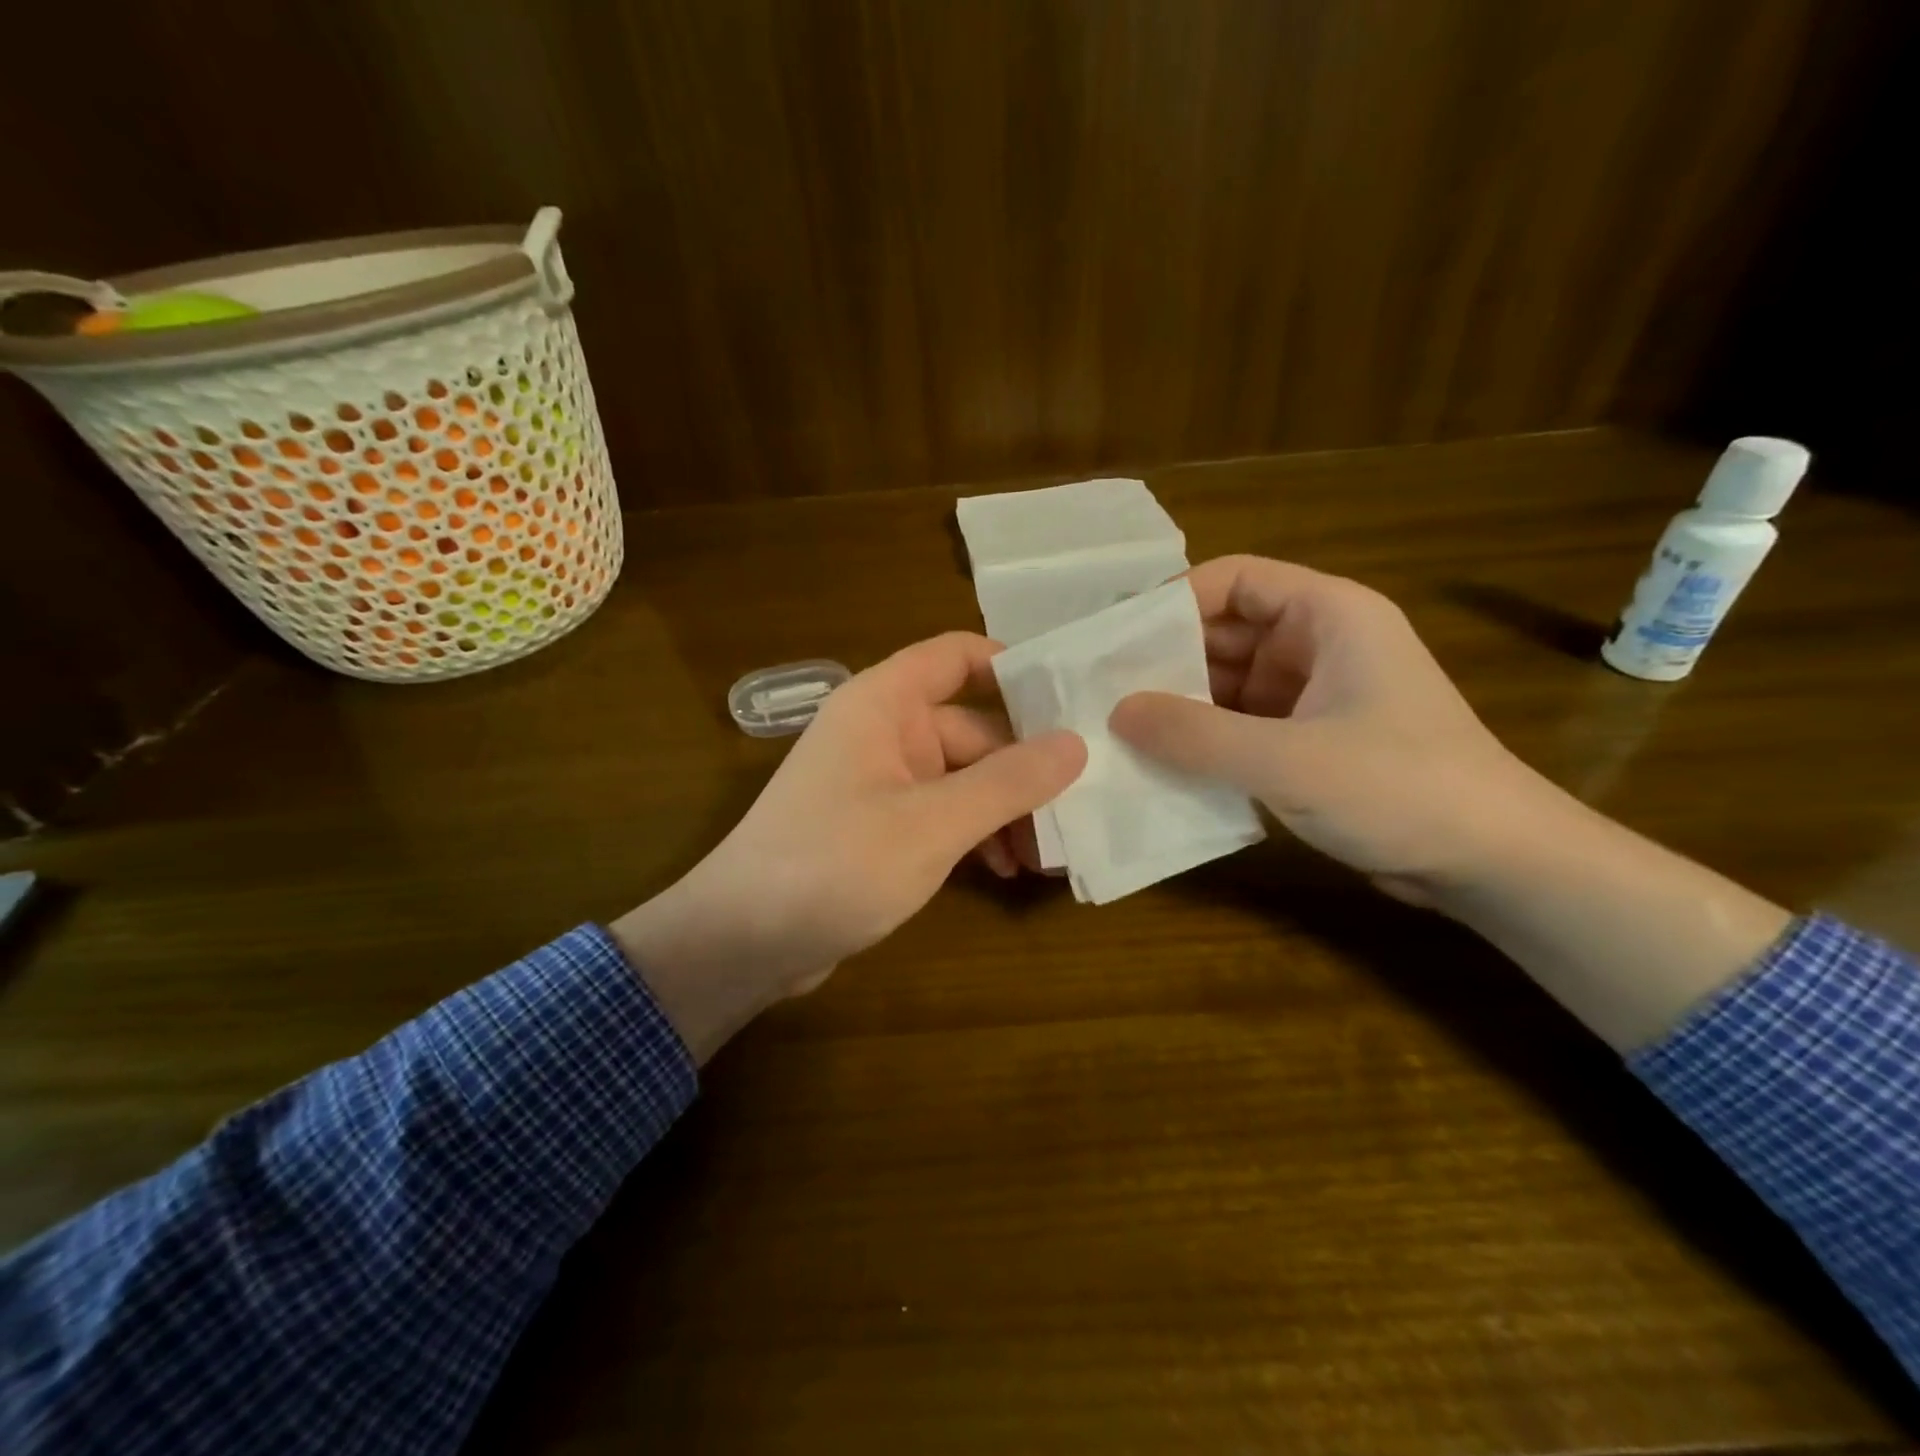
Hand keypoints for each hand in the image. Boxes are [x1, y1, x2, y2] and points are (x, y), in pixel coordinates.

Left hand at [612, 632, 1084, 1059]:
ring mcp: (879, 782)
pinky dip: (975, 835)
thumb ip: (1007, 782)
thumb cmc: (833, 865)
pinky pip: (941, 814)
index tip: (1070, 701)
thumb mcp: (932, 824)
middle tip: (1077, 810)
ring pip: (961, 778)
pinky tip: (1005, 870)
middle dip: (1023, 769)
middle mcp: (882, 732)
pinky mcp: (878, 828)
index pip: (956, 656)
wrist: (740, 944)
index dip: (1013, 667)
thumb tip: (1076, 743)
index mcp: (884, 704)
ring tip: (1046, 856)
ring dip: (1004, 810)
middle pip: (971, 728)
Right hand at [1110, 555, 1547, 901]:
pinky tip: (1161, 763)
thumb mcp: (1287, 759)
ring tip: (1118, 729)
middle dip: (1166, 659)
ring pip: (1229, 683)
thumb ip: (1195, 734)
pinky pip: (1241, 726)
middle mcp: (1319, 645)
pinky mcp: (1310, 742)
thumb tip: (1116, 712)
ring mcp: (1315, 696)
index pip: (1235, 579)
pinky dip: (1204, 740)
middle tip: (1102, 690)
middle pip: (1225, 632)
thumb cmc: (1401, 788)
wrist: (1495, 865)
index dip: (1173, 600)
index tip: (1116, 638)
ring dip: (1180, 705)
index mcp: (1328, 616)